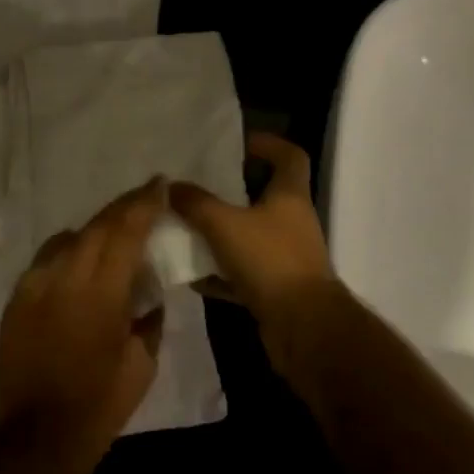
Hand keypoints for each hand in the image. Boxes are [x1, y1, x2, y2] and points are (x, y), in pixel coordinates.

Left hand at [0, 180, 166, 473]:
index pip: (126, 231)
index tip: (160, 183)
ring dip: (95, 229)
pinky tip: (79, 263)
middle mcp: (65, 276)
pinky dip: (68, 251)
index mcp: (101, 292)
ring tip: (113, 231)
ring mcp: (35, 285)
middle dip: (124, 207)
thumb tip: (149, 292)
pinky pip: (46, 259)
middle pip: (98, 225)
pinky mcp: (17, 298)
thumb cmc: (99, 406)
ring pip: (69, 238)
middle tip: (145, 197)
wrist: (35, 441)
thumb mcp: (141, 364)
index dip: (145, 203)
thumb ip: (149, 318)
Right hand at [170, 133, 341, 372]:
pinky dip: (221, 273)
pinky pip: (244, 273)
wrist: (304, 329)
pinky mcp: (277, 289)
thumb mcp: (225, 225)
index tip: (240, 144)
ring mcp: (286, 257)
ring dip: (222, 235)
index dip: (268, 144)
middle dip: (232, 192)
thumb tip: (169, 186)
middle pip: (265, 196)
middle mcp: (292, 222)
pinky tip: (192, 276)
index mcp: (290, 196)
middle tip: (199, 187)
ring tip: (188, 229)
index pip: (290, 156)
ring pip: (251, 236)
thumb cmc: (270, 261)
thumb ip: (196, 203)